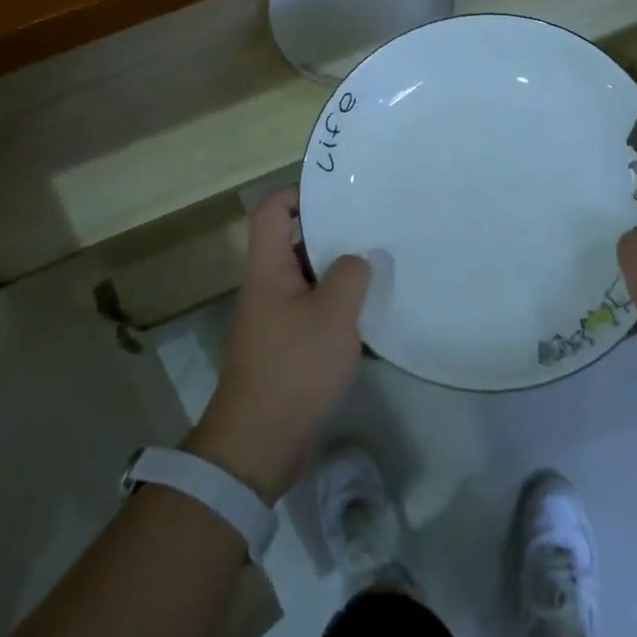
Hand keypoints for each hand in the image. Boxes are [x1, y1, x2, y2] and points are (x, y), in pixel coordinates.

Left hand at [188, 189, 369, 503]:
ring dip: (338, 270)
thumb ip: (350, 276)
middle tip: (371, 224)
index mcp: (268, 270)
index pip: (272, 212)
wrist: (259, 443)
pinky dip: (337, 304)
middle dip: (330, 231)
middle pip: (293, 242)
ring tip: (378, 262)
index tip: (338, 193)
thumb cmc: (293, 368)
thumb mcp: (333, 315)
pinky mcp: (287, 346)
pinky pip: (313, 309)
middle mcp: (267, 287)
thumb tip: (358, 258)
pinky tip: (369, 310)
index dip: (299, 193)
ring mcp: (275, 318)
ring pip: (308, 277)